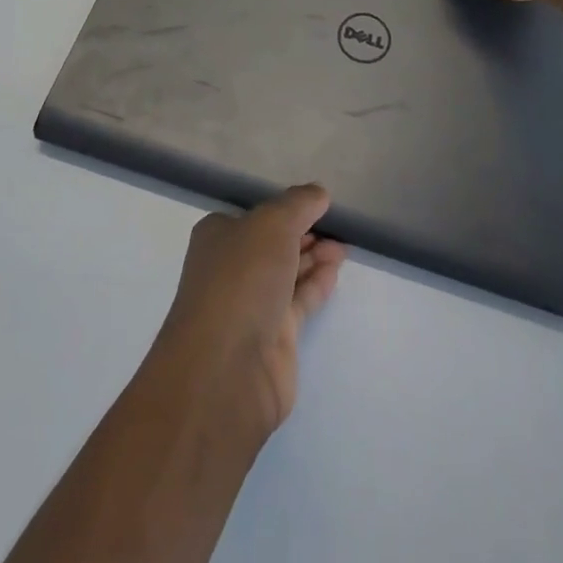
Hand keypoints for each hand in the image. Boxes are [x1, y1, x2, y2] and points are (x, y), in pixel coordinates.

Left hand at [151, 186, 346, 440]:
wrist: (226, 370)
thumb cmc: (241, 280)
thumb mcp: (272, 224)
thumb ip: (298, 204)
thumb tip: (318, 193)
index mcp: (218, 236)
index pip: (255, 214)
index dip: (286, 209)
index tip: (318, 204)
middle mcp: (230, 268)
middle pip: (272, 243)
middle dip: (304, 233)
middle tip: (338, 226)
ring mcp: (249, 305)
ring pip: (287, 272)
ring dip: (315, 257)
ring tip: (344, 246)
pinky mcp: (271, 338)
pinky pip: (298, 301)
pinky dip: (317, 284)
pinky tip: (336, 270)